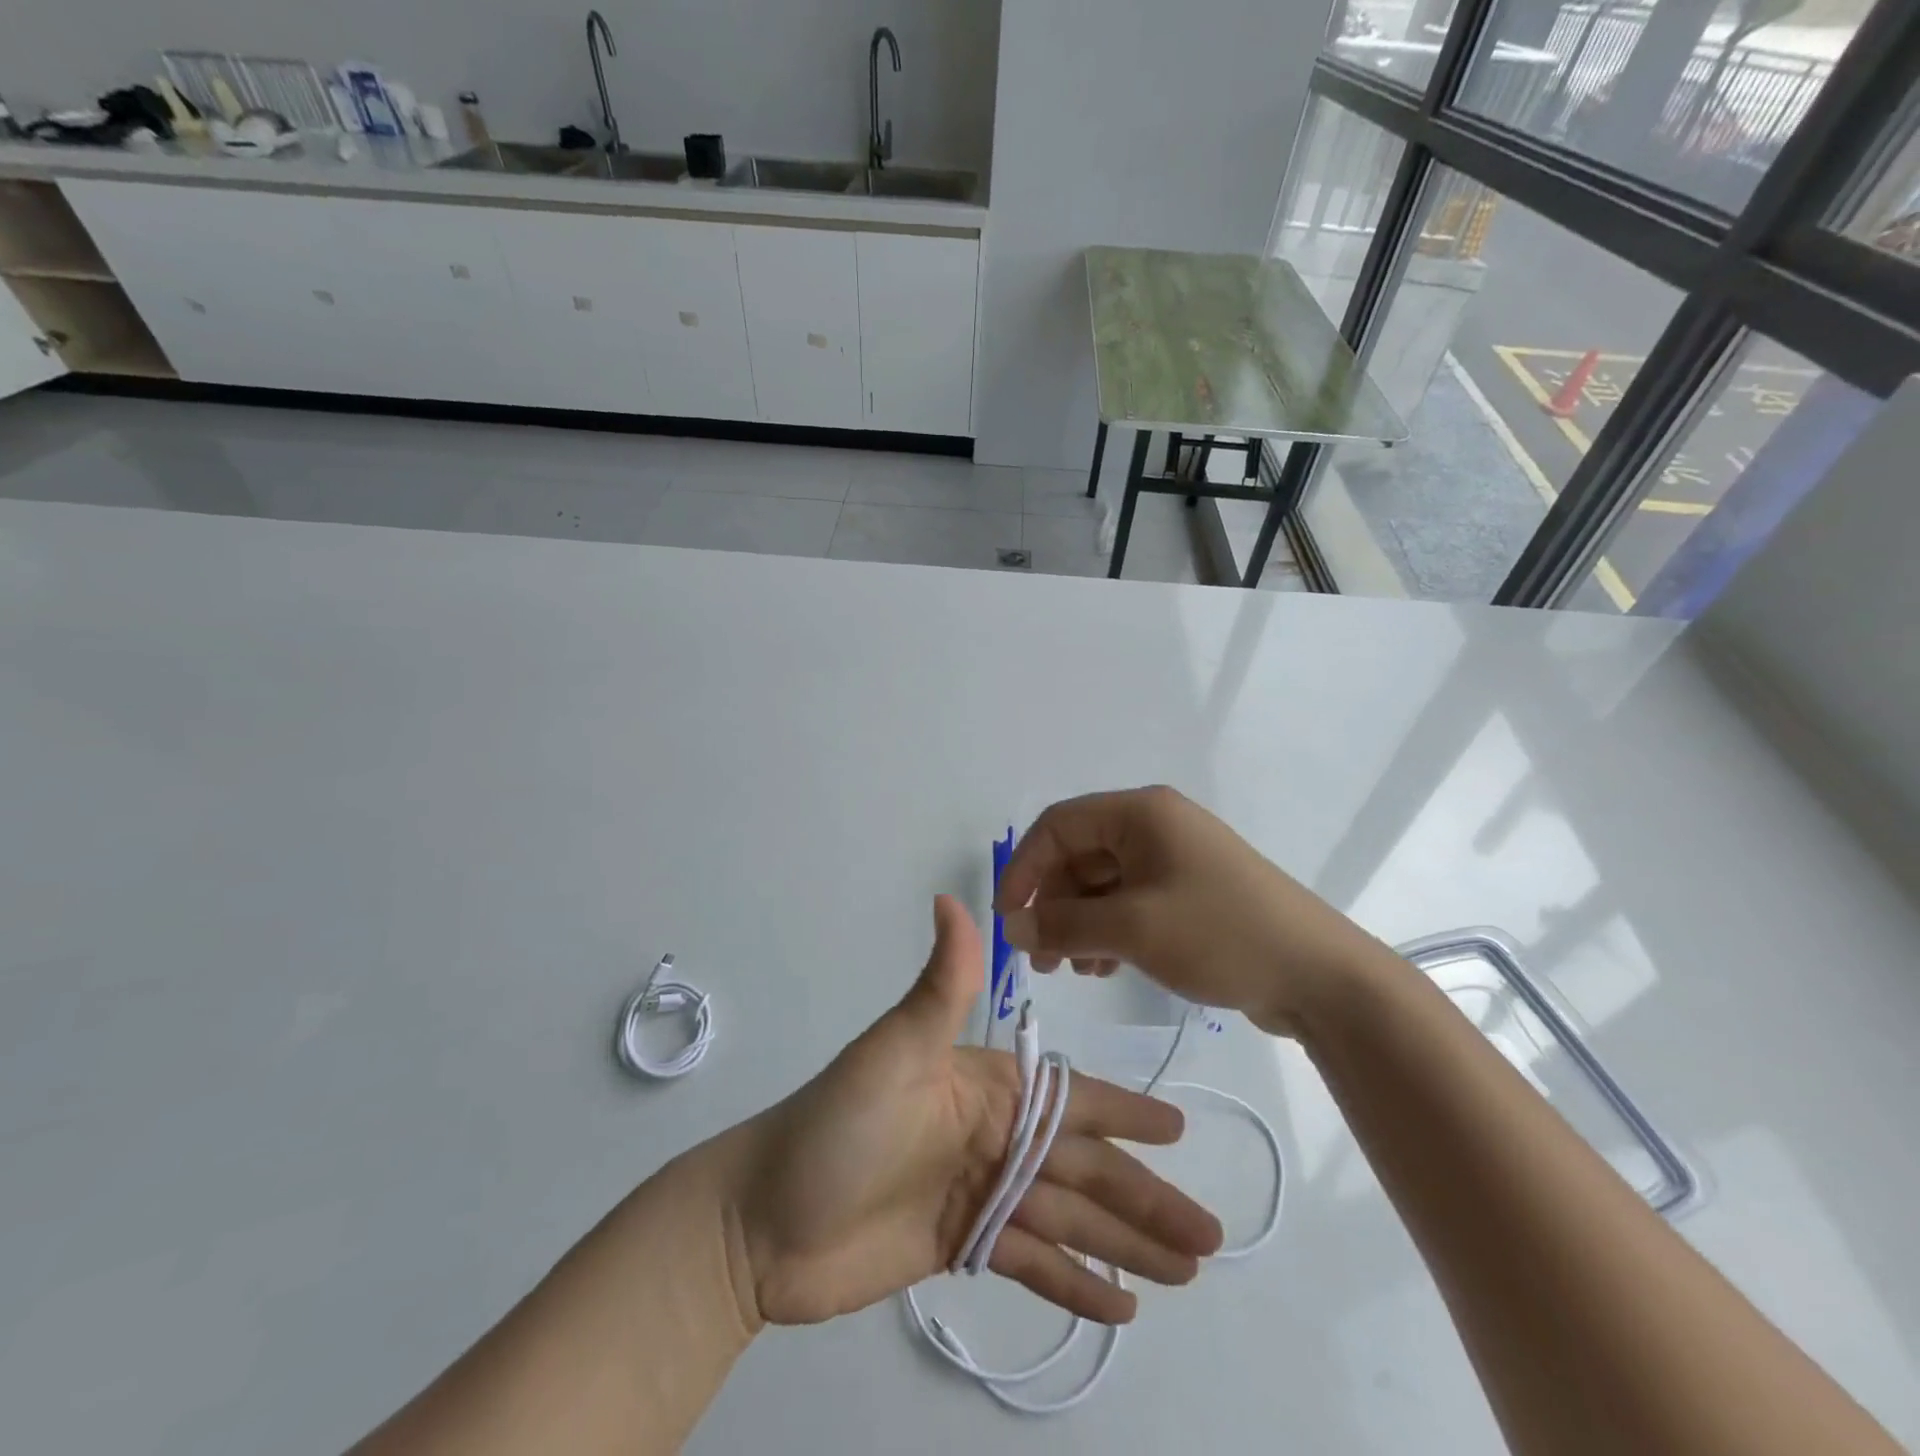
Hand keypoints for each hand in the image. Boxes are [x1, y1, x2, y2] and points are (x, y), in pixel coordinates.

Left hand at [728, 895, 1222, 1328]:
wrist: (760, 1220)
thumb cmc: (836, 1126)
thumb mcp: (893, 1050)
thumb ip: (940, 984)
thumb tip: (951, 898)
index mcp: (985, 1086)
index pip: (1070, 1100)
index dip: (1125, 1114)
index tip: (1178, 1129)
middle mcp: (992, 1135)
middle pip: (1082, 1168)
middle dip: (1144, 1197)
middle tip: (1208, 1230)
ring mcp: (979, 1192)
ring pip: (1069, 1218)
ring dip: (1125, 1243)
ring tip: (1185, 1269)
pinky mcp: (962, 1245)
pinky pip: (1033, 1264)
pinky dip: (1076, 1283)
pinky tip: (1120, 1306)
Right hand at [994, 786, 1383, 1036]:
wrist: (1319, 976)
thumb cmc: (1220, 935)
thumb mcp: (1132, 929)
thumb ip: (1062, 925)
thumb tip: (1012, 926)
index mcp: (1141, 814)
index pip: (1059, 825)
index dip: (1024, 867)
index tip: (1009, 918)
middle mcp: (1155, 826)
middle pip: (1079, 855)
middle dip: (1053, 905)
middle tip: (1040, 959)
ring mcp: (1175, 859)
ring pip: (1103, 883)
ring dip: (1079, 923)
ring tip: (1073, 970)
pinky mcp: (1189, 892)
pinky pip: (1130, 902)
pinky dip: (1109, 930)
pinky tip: (1104, 967)